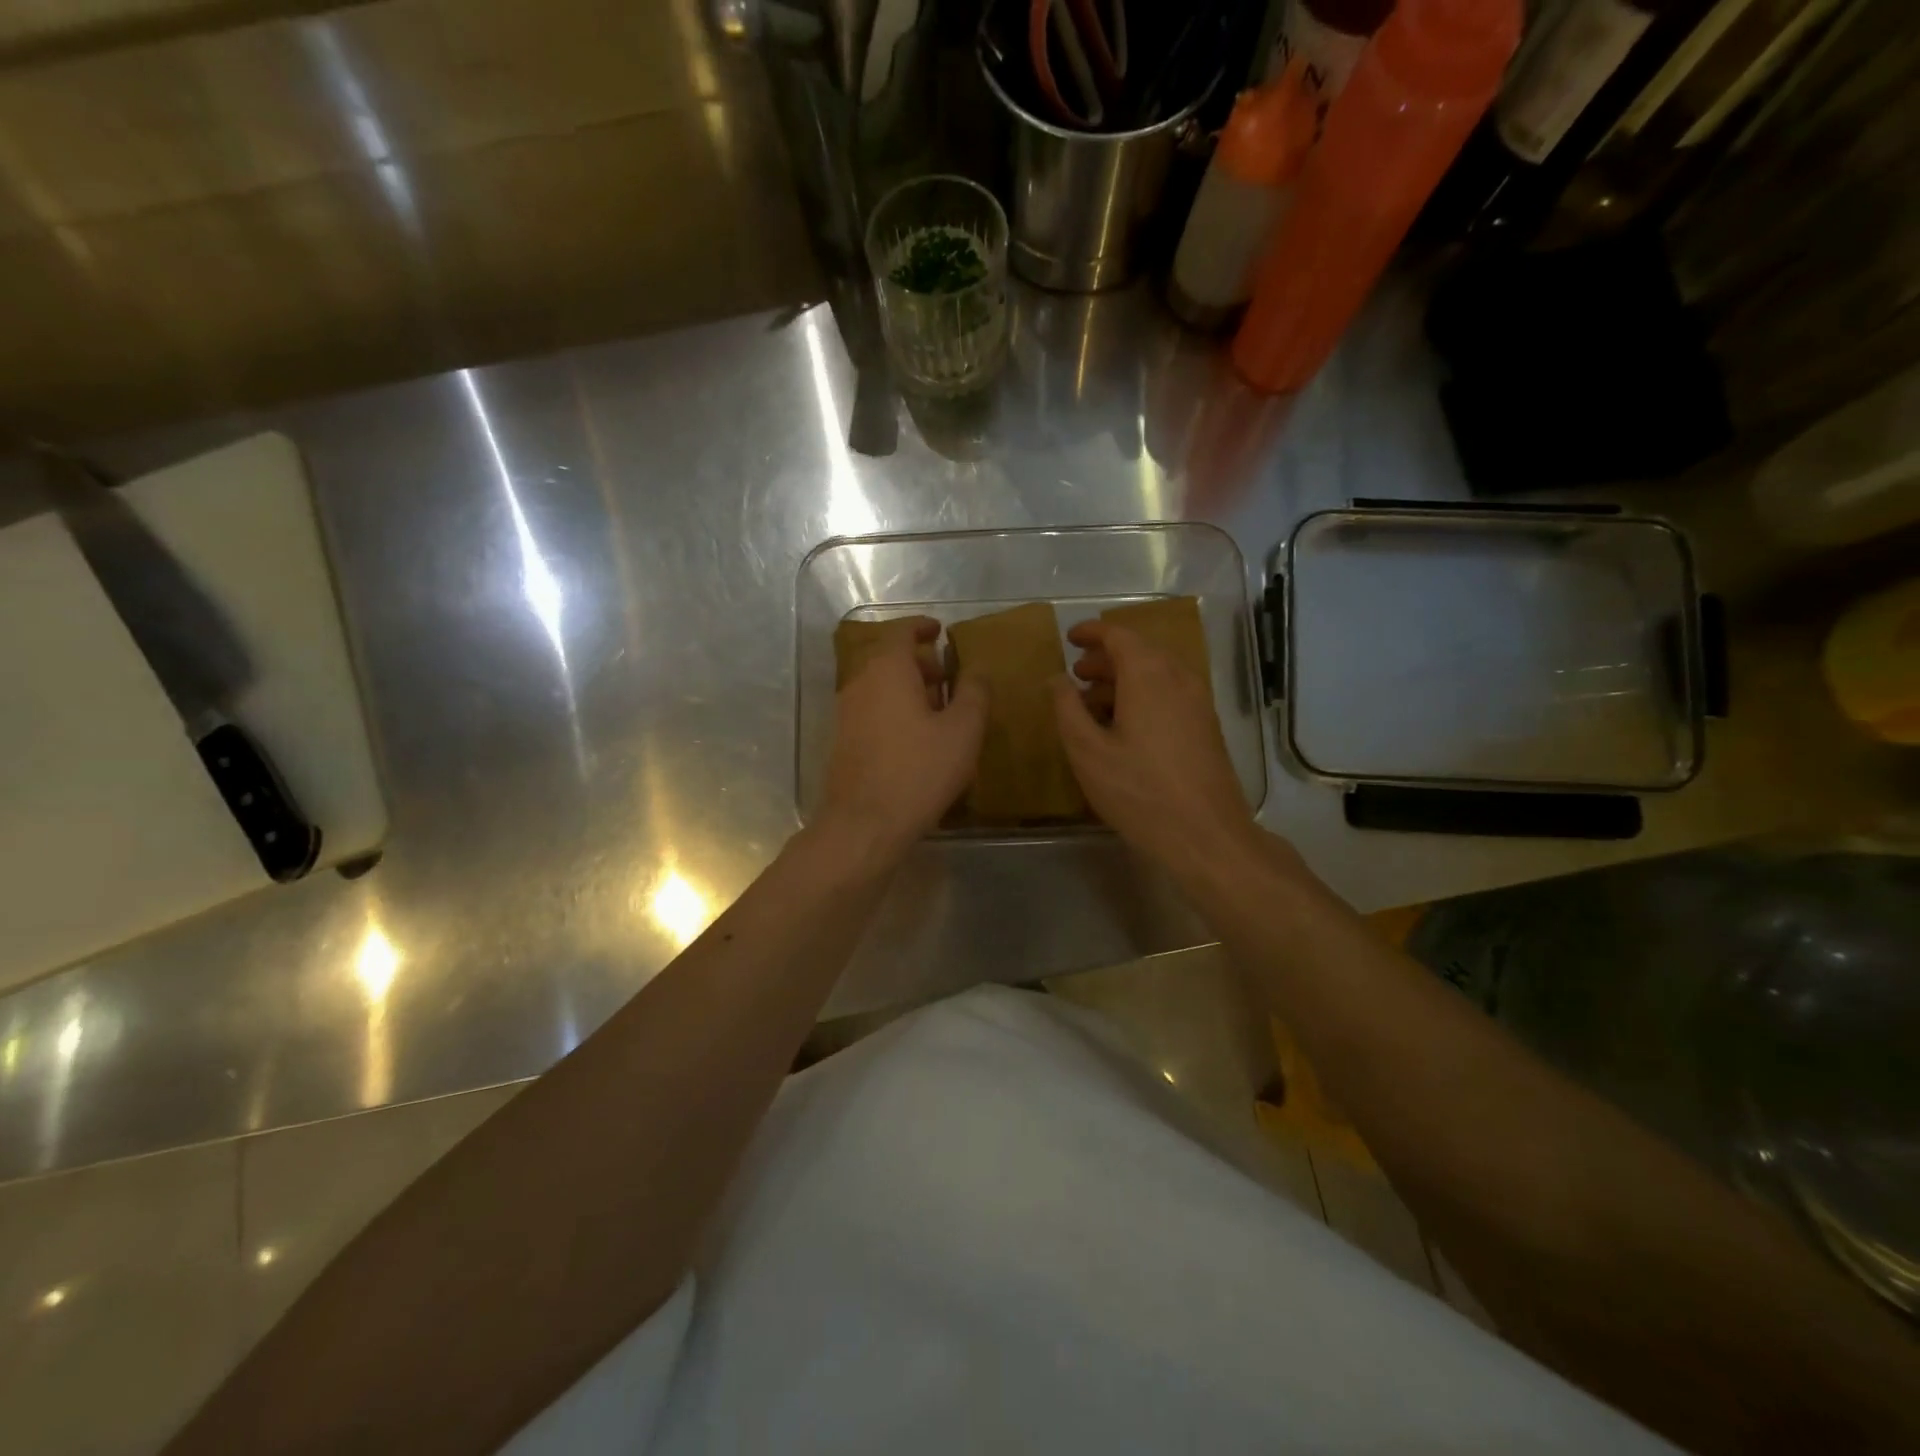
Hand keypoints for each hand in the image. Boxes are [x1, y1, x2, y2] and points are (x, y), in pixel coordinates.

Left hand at [818, 616, 986, 862]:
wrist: (864, 824)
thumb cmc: (919, 771)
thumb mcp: (963, 731)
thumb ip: (974, 693)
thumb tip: (976, 671)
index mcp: (887, 670)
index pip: (901, 631)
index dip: (922, 627)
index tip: (940, 631)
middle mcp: (860, 683)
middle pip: (888, 658)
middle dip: (919, 662)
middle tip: (947, 677)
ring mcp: (846, 713)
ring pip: (879, 686)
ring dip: (907, 689)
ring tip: (938, 710)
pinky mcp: (843, 741)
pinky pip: (872, 710)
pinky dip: (894, 710)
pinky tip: (916, 738)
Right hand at [1051, 621, 1258, 873]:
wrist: (1206, 836)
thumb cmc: (1139, 791)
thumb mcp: (1088, 752)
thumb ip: (1067, 709)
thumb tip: (1057, 679)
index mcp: (1149, 676)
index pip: (1119, 636)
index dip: (1092, 633)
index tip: (1069, 638)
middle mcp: (1179, 679)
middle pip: (1140, 653)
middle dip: (1105, 659)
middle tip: (1076, 674)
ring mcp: (1198, 703)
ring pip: (1156, 675)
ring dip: (1123, 680)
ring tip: (1092, 703)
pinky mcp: (1206, 727)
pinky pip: (1169, 695)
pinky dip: (1142, 696)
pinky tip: (1123, 727)